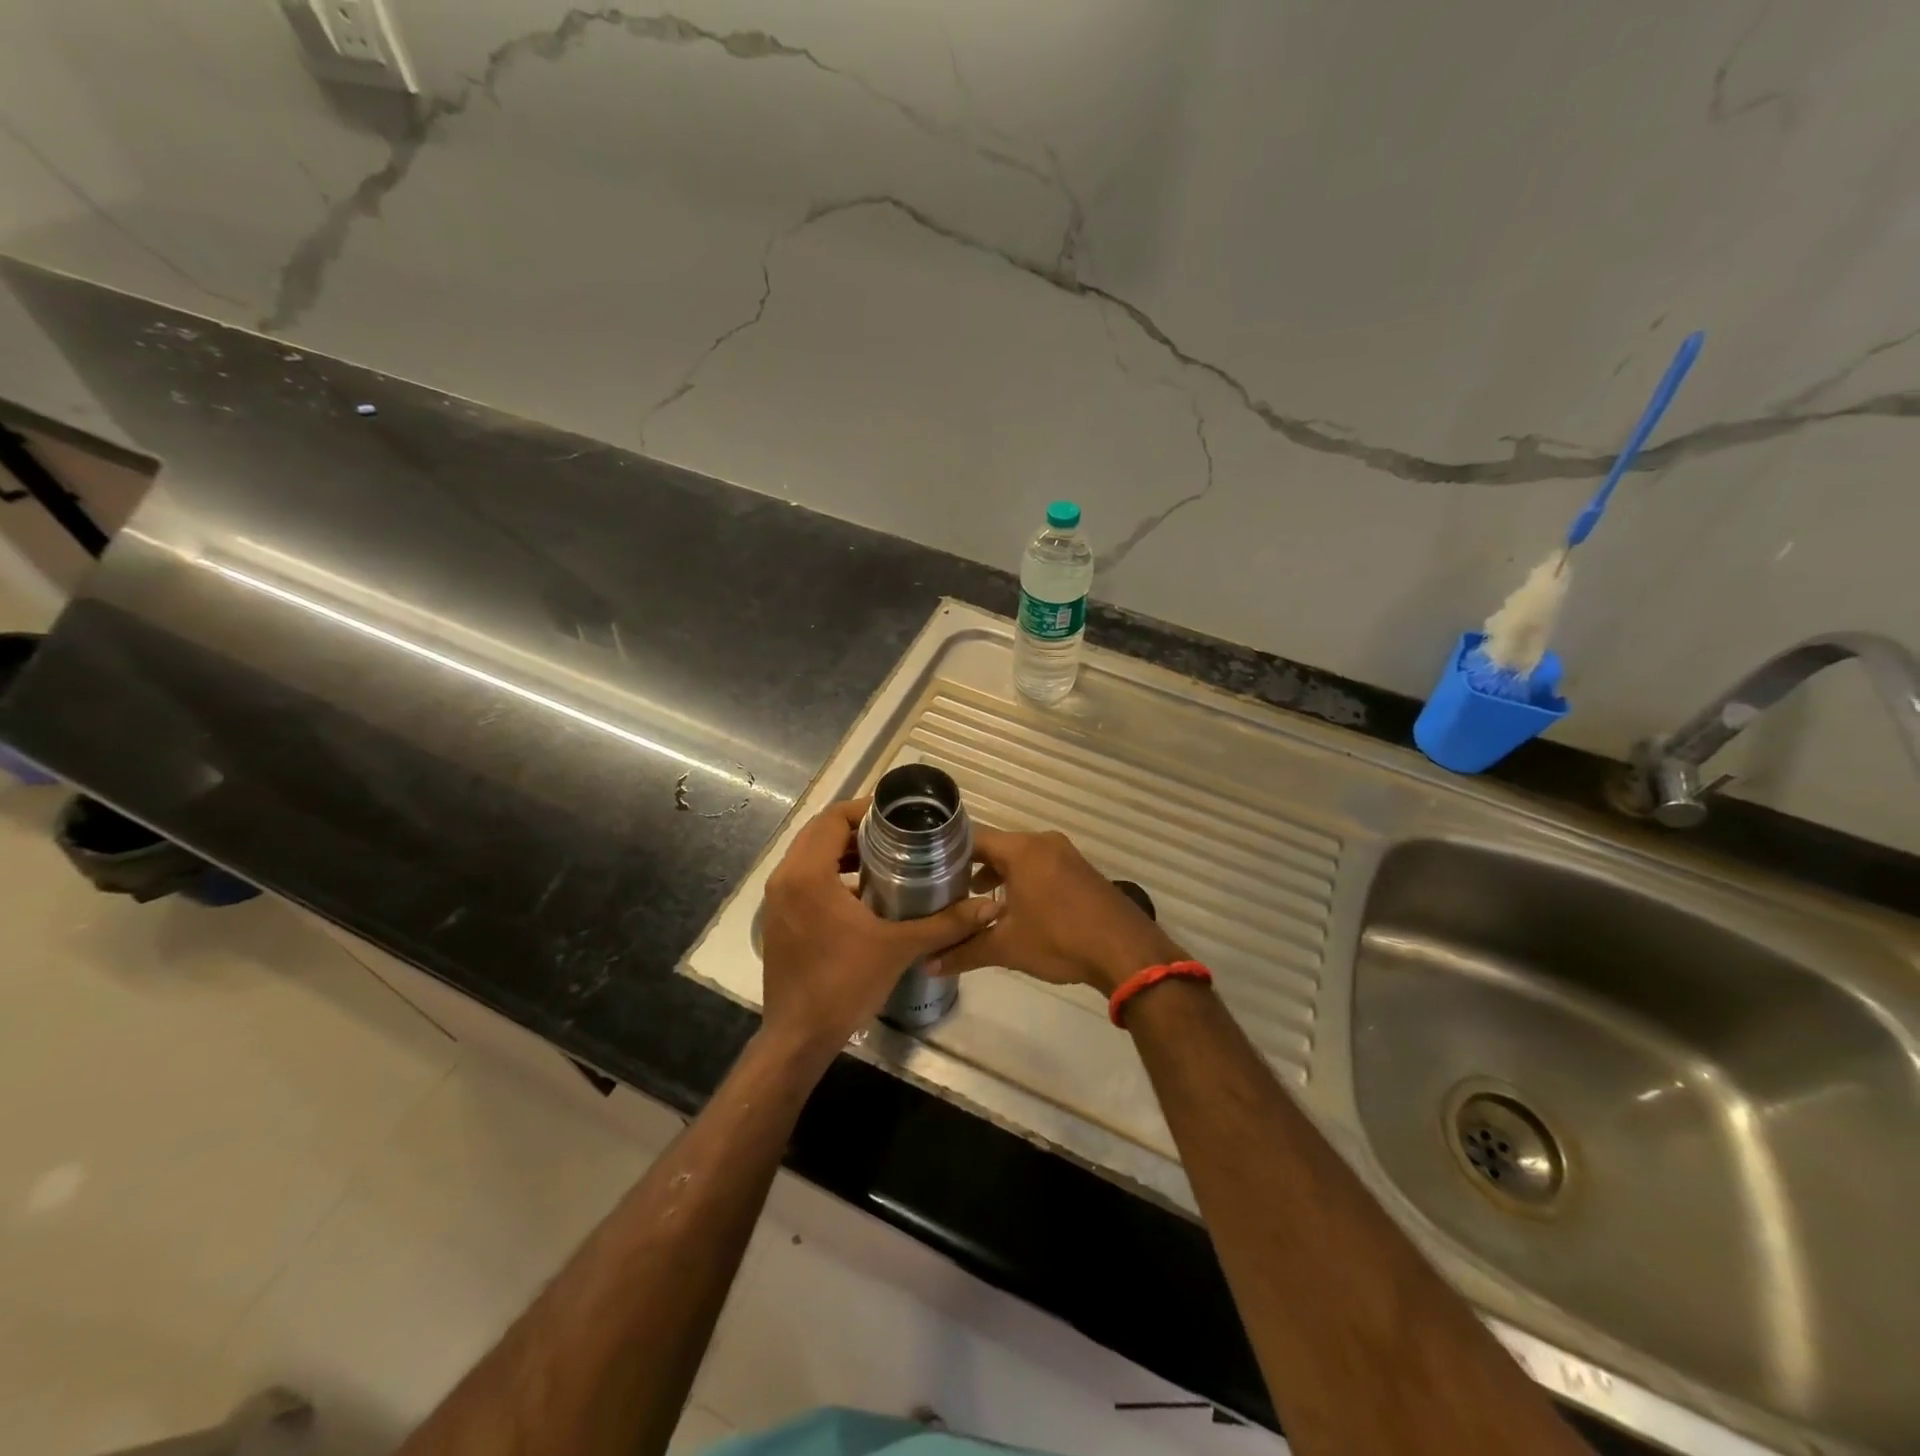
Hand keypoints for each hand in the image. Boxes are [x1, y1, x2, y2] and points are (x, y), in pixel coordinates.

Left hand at [760, 799, 1001, 1050]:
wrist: (799, 1037)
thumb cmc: (844, 984)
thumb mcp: (899, 948)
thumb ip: (945, 923)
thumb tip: (989, 907)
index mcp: (807, 874)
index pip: (832, 818)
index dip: (864, 810)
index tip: (898, 815)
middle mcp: (786, 878)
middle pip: (819, 832)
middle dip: (857, 828)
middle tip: (897, 833)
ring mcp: (777, 900)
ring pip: (810, 855)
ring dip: (843, 850)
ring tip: (886, 857)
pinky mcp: (779, 918)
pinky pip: (804, 878)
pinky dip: (831, 872)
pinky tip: (865, 891)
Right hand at [928, 828, 1183, 995]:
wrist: (1126, 951)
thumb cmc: (1060, 939)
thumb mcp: (1007, 947)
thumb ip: (965, 951)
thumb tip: (928, 964)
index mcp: (1022, 849)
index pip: (973, 839)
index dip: (947, 855)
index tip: (925, 873)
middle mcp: (1043, 842)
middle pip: (996, 846)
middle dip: (970, 868)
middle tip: (945, 891)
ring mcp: (1065, 854)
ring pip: (1019, 857)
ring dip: (998, 876)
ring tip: (974, 902)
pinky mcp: (1080, 870)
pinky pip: (1040, 865)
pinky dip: (1022, 879)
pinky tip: (1013, 908)